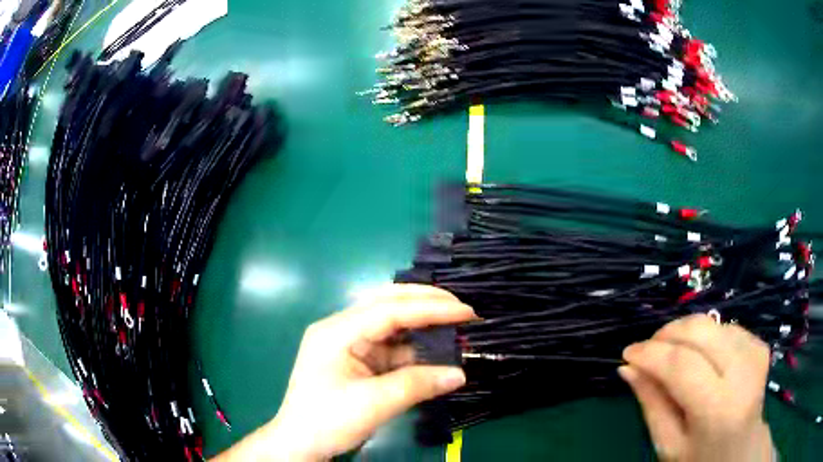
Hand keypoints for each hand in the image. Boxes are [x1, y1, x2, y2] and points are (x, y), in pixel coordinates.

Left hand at [213, 284, 475, 460]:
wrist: (299, 444)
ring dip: (421, 325)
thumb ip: (418, 384)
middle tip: (462, 309)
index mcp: (337, 331)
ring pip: (390, 323)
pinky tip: (434, 349)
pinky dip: (412, 347)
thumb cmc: (328, 421)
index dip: (431, 308)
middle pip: (387, 304)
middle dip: (425, 303)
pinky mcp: (355, 360)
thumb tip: (460, 374)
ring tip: (454, 325)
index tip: (466, 311)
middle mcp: (341, 329)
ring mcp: (347, 344)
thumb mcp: (374, 404)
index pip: (390, 309)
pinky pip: (389, 346)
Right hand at [619, 314, 775, 461]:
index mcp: (719, 409)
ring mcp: (756, 353)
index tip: (627, 353)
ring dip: (684, 333)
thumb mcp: (668, 444)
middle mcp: (744, 373)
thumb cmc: (700, 458)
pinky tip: (699, 356)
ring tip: (670, 354)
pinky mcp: (760, 345)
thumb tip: (628, 368)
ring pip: (712, 324)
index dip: (652, 354)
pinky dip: (704, 336)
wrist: (741, 453)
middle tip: (647, 349)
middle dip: (668, 333)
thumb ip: (652, 404)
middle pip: (701, 332)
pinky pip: (725, 327)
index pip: (683, 366)